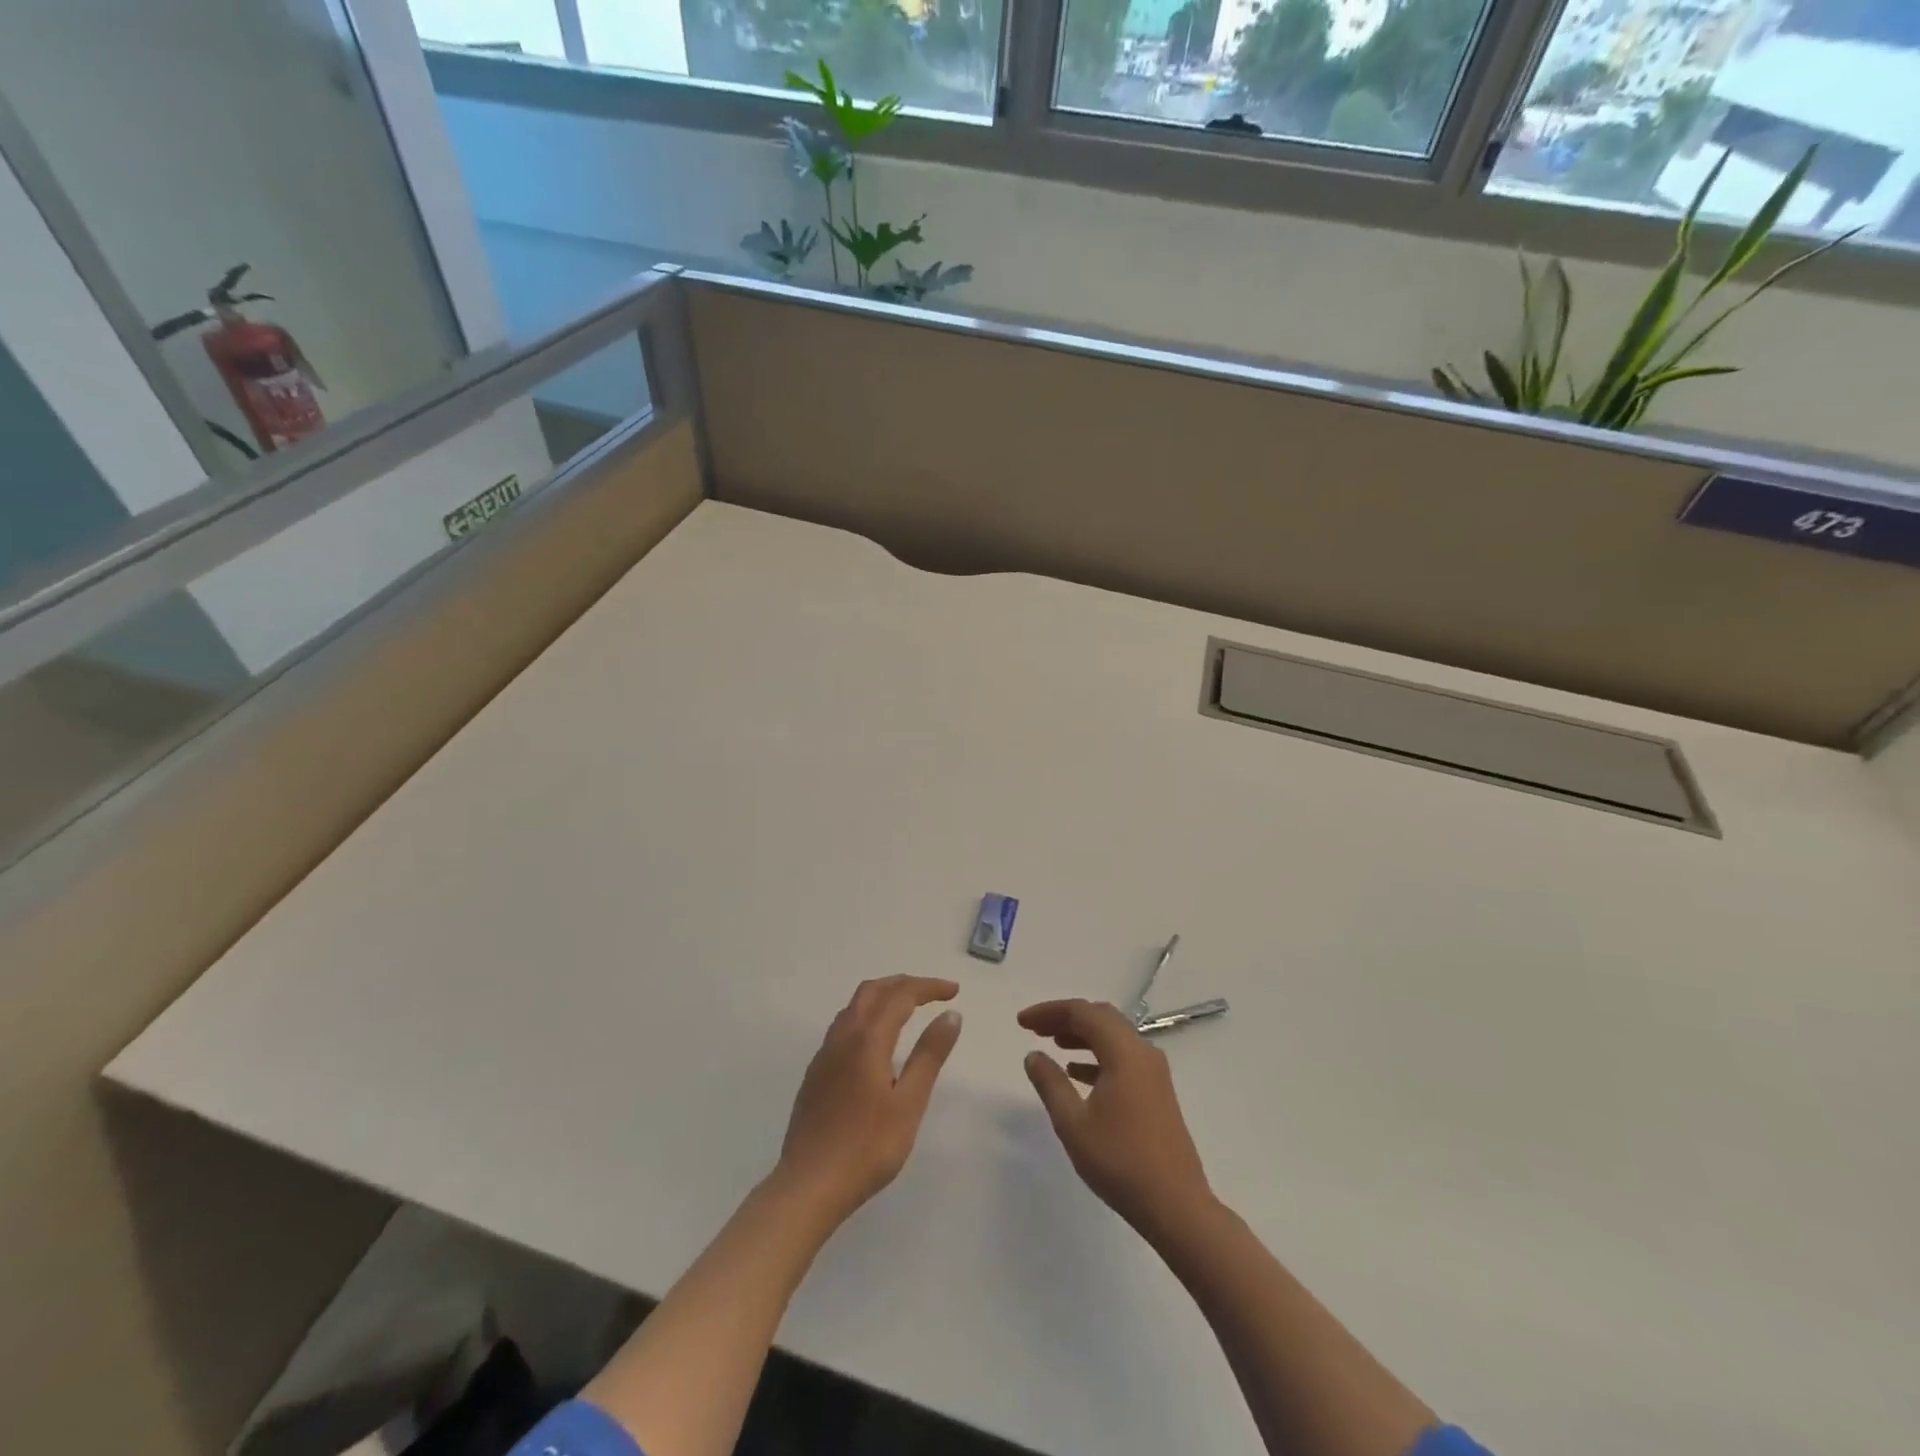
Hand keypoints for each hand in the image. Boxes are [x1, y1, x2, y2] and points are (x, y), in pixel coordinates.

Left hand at [775, 976, 963, 1225]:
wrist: (808, 1185)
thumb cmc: (867, 1147)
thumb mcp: (909, 1103)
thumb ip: (929, 1055)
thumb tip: (950, 1014)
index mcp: (867, 1039)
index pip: (901, 995)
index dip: (928, 987)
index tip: (954, 991)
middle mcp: (842, 1036)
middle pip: (873, 990)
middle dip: (904, 984)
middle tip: (933, 993)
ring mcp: (825, 1054)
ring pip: (855, 1006)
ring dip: (883, 996)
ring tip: (909, 1009)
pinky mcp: (816, 1072)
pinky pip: (844, 1025)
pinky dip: (867, 1015)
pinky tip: (877, 1041)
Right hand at [1019, 998, 1215, 1244]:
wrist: (1176, 1206)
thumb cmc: (1121, 1162)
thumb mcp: (1073, 1124)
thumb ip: (1050, 1083)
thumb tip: (1034, 1055)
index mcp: (1124, 1052)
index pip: (1083, 1012)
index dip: (1049, 1011)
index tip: (1022, 1022)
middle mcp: (1143, 1052)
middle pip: (1101, 1018)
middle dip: (1066, 1018)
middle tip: (1035, 1029)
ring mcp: (1154, 1072)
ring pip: (1113, 1037)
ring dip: (1082, 1035)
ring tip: (1053, 1044)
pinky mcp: (1157, 1091)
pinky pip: (1123, 1057)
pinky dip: (1098, 1056)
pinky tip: (1077, 1072)